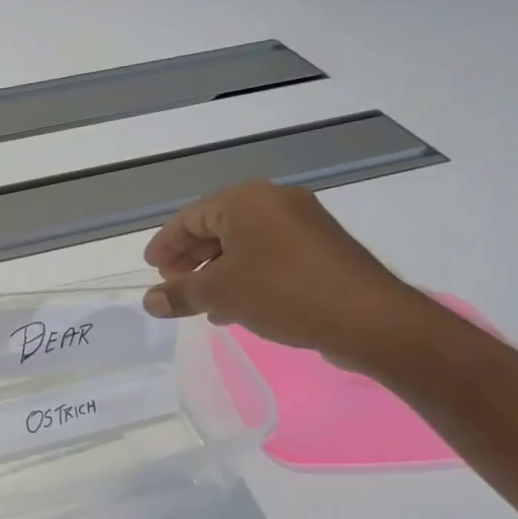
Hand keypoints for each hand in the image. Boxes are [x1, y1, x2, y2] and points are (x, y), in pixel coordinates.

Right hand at [140, 181, 429, 370]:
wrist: (368, 318)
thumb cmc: (282, 292)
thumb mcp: (220, 293)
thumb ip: (179, 294)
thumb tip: (149, 301)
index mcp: (247, 200)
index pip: (191, 217)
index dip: (166, 244)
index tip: (151, 269)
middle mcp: (275, 202)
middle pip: (217, 227)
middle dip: (191, 259)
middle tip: (172, 284)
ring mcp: (303, 225)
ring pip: (244, 245)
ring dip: (217, 272)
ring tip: (200, 302)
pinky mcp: (321, 250)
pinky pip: (269, 256)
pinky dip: (246, 276)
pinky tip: (235, 308)